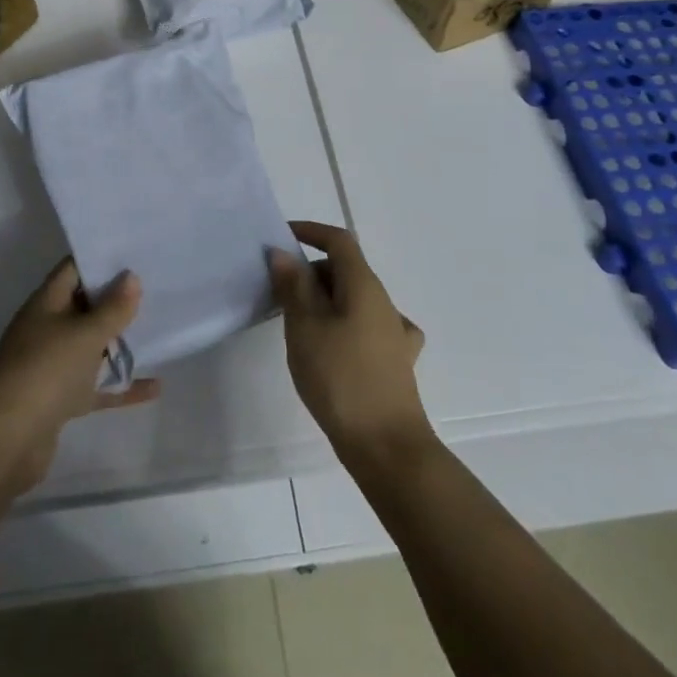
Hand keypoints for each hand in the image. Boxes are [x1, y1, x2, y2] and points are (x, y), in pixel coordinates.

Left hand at [0, 258, 159, 494]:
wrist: (4, 442)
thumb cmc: (45, 372)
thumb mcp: (84, 334)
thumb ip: (112, 308)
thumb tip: (130, 276)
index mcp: (45, 304)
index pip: (73, 270)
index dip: (100, 259)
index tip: (135, 252)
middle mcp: (47, 330)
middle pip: (84, 307)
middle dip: (116, 300)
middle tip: (157, 287)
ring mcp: (53, 367)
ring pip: (91, 347)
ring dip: (120, 342)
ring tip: (160, 330)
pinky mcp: (60, 401)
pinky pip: (96, 387)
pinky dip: (122, 386)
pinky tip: (155, 387)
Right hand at [271, 220, 431, 465]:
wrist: (386, 445)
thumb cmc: (340, 378)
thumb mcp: (305, 327)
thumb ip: (293, 286)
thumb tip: (283, 252)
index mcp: (363, 285)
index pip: (339, 240)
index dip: (311, 231)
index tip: (282, 237)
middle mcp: (383, 301)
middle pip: (346, 269)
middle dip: (312, 272)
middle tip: (279, 294)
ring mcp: (394, 332)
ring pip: (355, 299)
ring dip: (326, 300)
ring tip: (299, 324)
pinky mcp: (396, 360)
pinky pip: (367, 326)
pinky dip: (346, 325)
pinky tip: (339, 345)